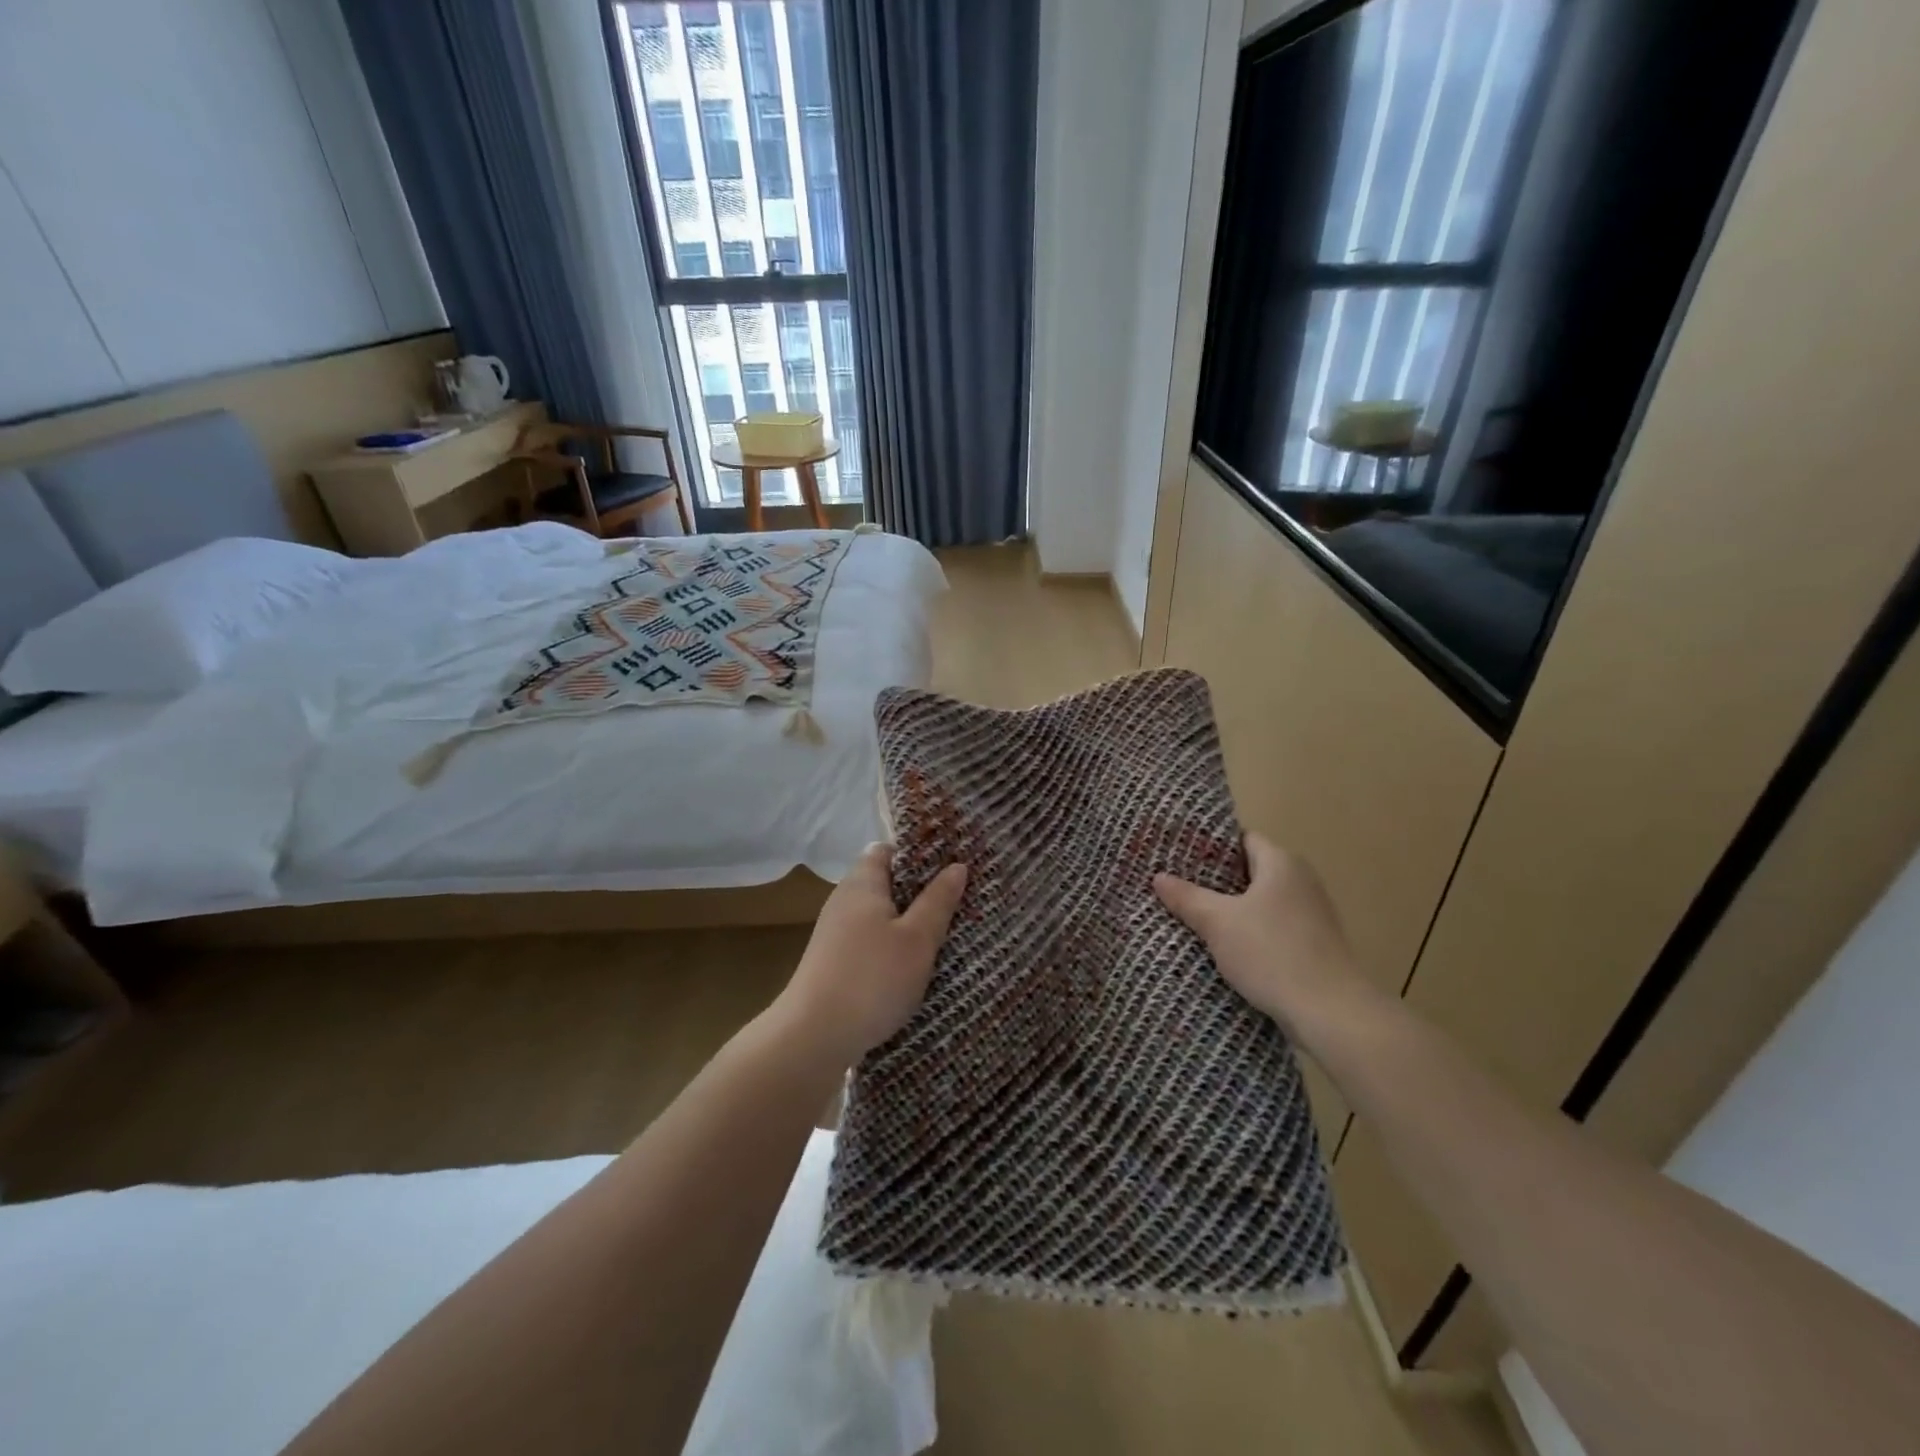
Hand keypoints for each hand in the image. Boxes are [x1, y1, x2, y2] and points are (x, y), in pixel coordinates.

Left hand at [775, 843, 967, 1067]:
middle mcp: (845, 900)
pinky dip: (893, 947)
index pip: (888, 850)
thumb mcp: (918, 938)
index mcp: (863, 883)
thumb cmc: (872, 978)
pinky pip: (871, 942)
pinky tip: (914, 967)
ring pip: (880, 916)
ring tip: (945, 935)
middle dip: (920, 892)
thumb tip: (957, 866)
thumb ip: (938, 900)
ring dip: (909, 923)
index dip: (919, 854)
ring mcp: (836, 933)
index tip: (951, 866)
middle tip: (958, 903)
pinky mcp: (834, 962)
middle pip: (886, 883)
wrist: (813, 1037)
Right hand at [1153, 833, 1366, 1036]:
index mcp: (1281, 864)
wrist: (1330, 1011)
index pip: (1242, 839)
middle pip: (1251, 870)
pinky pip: (1273, 926)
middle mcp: (1301, 881)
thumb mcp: (1218, 923)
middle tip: (1178, 885)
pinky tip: (1225, 946)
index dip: (1210, 845)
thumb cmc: (1271, 953)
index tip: (1179, 855)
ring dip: (1232, 908)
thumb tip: (1159, 877)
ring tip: (1194, 914)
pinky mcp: (1315, 944)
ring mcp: (1312, 914)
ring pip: (1261, 901)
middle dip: (1216, 879)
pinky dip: (1250, 930)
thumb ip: (1187, 897)